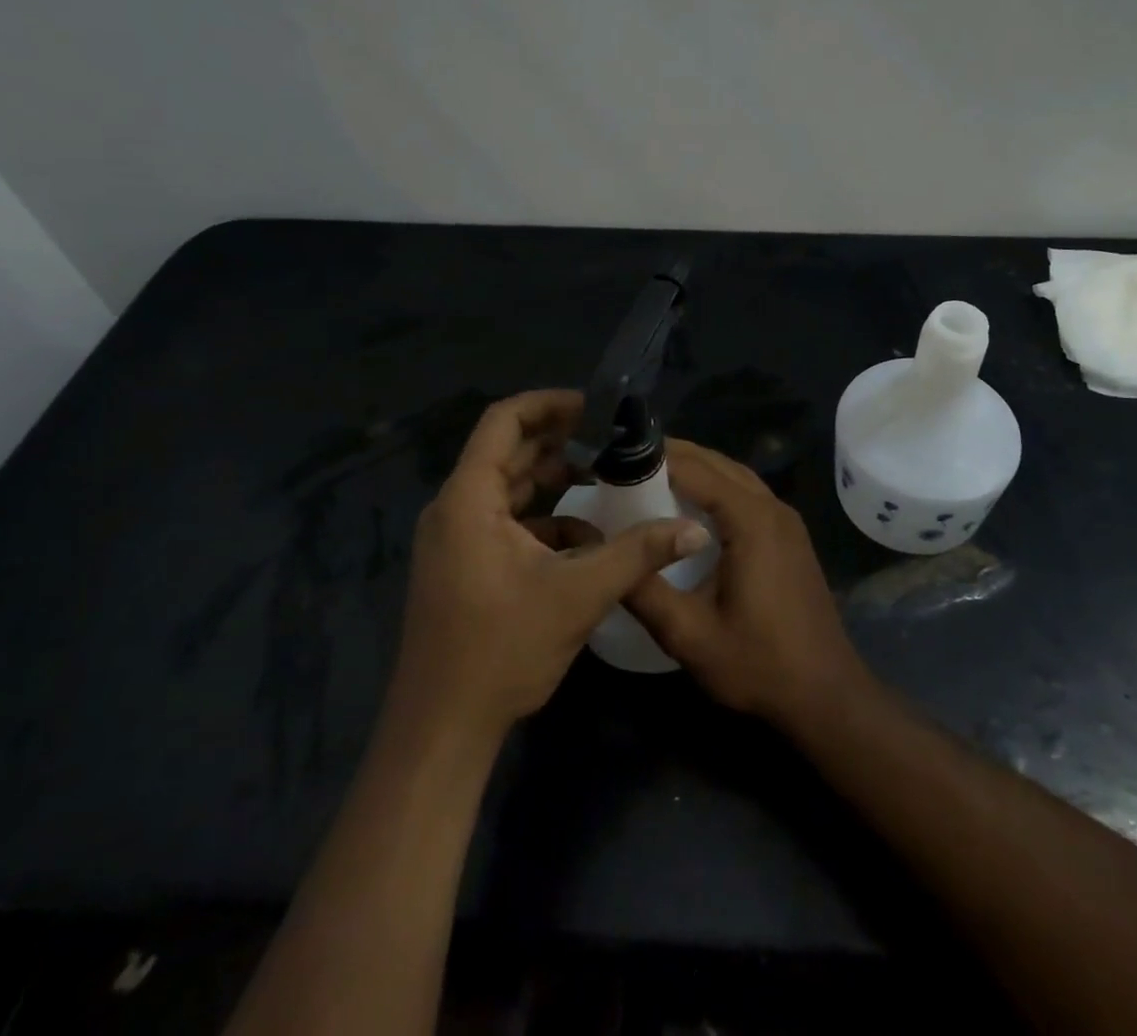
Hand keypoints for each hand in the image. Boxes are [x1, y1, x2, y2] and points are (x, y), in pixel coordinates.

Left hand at [391, 390, 709, 741]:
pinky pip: (506, 522)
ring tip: (604, 476)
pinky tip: (585, 537)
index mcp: (468, 499)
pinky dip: (544, 519)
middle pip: (507, 452)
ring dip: (553, 480)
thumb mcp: (579, 594)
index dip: (549, 404)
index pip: (504, 421)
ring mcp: (457, 539)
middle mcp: (455, 509)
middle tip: (611, 438)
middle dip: (560, 441)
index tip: (595, 408)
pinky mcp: (465, 566)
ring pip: (508, 488)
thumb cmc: (501, 649)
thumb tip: (694, 531)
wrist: (441, 731)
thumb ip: (638, 554)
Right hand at [625, 440, 871, 731]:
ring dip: (696, 469)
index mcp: (751, 520)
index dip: (654, 458)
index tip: (613, 460)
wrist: (826, 695)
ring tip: (649, 478)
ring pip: (734, 475)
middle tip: (624, 465)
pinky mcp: (789, 536)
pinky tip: (690, 508)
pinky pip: (747, 493)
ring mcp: (786, 520)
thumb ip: (645, 590)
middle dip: (672, 456)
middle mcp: (772, 508)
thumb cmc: (758, 664)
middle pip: (717, 463)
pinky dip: (716, 487)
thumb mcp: (689, 635)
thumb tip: (602, 553)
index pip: (695, 468)